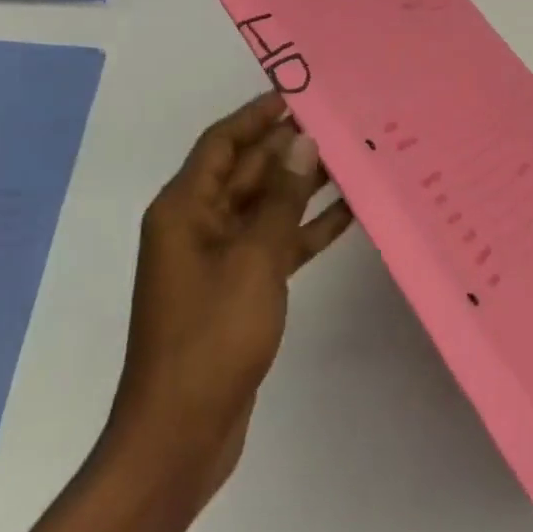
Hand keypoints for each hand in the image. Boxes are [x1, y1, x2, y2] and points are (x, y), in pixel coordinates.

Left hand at [107, 91, 352, 501]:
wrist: (180, 438)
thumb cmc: (210, 337)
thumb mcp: (253, 259)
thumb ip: (281, 198)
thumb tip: (302, 141)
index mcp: (185, 208)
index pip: (222, 141)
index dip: (258, 114)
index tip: (299, 93)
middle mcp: (197, 224)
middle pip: (247, 170)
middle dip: (289, 148)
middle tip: (340, 124)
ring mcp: (217, 258)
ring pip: (265, 206)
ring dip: (303, 186)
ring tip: (353, 159)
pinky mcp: (238, 288)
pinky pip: (274, 243)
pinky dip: (305, 228)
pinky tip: (348, 214)